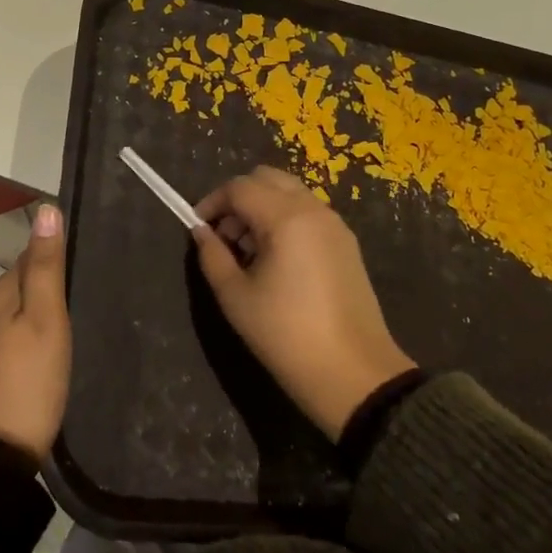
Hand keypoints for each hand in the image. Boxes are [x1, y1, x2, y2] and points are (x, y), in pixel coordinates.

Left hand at [0, 204, 71, 461]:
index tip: (90, 265)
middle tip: (91, 294)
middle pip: (25, 283)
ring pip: (20, 311)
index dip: (59, 257)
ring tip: (79, 321)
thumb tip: (46, 209)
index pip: (31, 256)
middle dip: (52, 283)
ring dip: (44, 311)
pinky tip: (55, 349)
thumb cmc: (27, 380)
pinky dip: (36, 335)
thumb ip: (46, 266)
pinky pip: (17, 335)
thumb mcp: (45, 318)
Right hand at [193, 167, 413, 441]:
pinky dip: (285, 218)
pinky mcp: (347, 242)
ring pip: (290, 192)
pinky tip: (277, 260)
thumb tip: (201, 231)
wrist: (354, 373)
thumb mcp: (236, 297)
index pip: (240, 187)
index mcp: (286, 217)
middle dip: (239, 198)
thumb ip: (212, 256)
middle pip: (267, 178)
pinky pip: (308, 212)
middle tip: (225, 236)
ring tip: (249, 251)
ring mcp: (335, 224)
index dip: (213, 201)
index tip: (197, 227)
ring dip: (263, 207)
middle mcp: (314, 209)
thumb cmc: (286, 334)